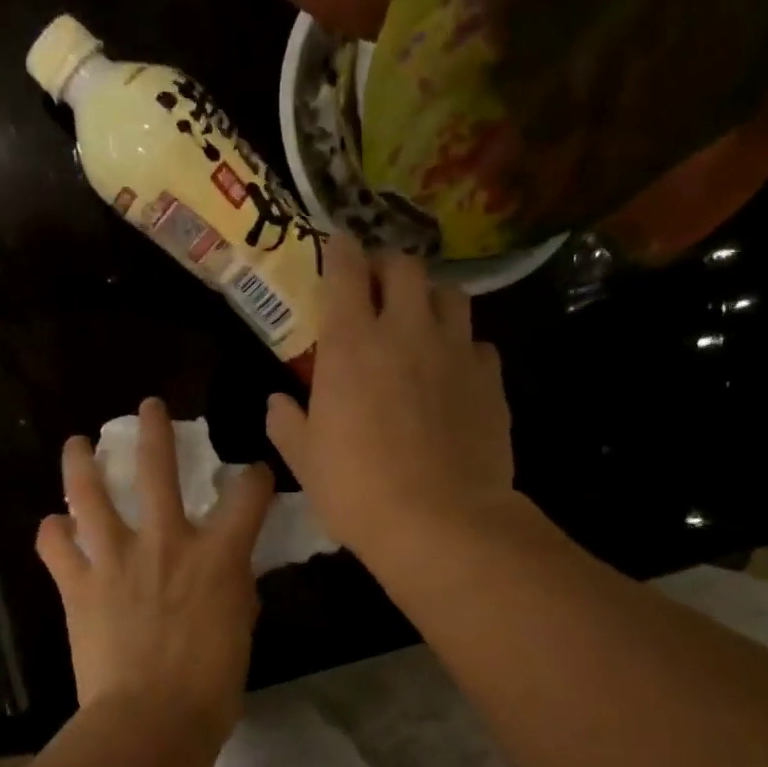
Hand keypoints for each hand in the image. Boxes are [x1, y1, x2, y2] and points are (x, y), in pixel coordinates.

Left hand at [36, 398, 275, 743]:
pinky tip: (55, 528)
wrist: (152, 721)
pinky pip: (56, 546)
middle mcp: (166, 542)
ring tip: (78, 443)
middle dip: (154, 429)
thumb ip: (233, 590)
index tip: (252, 476)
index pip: (247, 492)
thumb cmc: (211, 685)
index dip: (254, 477)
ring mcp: (116, 559)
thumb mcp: (240, 630)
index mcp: (218, 554)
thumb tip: (226, 575)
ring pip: (90, 493)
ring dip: (82, 463)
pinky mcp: (79, 585)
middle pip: (157, 467)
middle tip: (149, 408)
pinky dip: (53, 533)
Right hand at [267, 237, 514, 558]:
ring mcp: (454, 351)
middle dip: (388, 266)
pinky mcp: (490, 378)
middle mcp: (405, 332)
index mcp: (351, 345)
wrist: (441, 522)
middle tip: (378, 287)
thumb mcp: (306, 462)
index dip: (340, 250)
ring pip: (450, 293)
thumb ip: (288, 423)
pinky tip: (454, 371)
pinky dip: (462, 346)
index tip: (338, 244)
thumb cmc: (359, 492)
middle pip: (404, 266)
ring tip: (420, 320)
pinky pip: (478, 343)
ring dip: (431, 297)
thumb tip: (277, 402)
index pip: (345, 271)